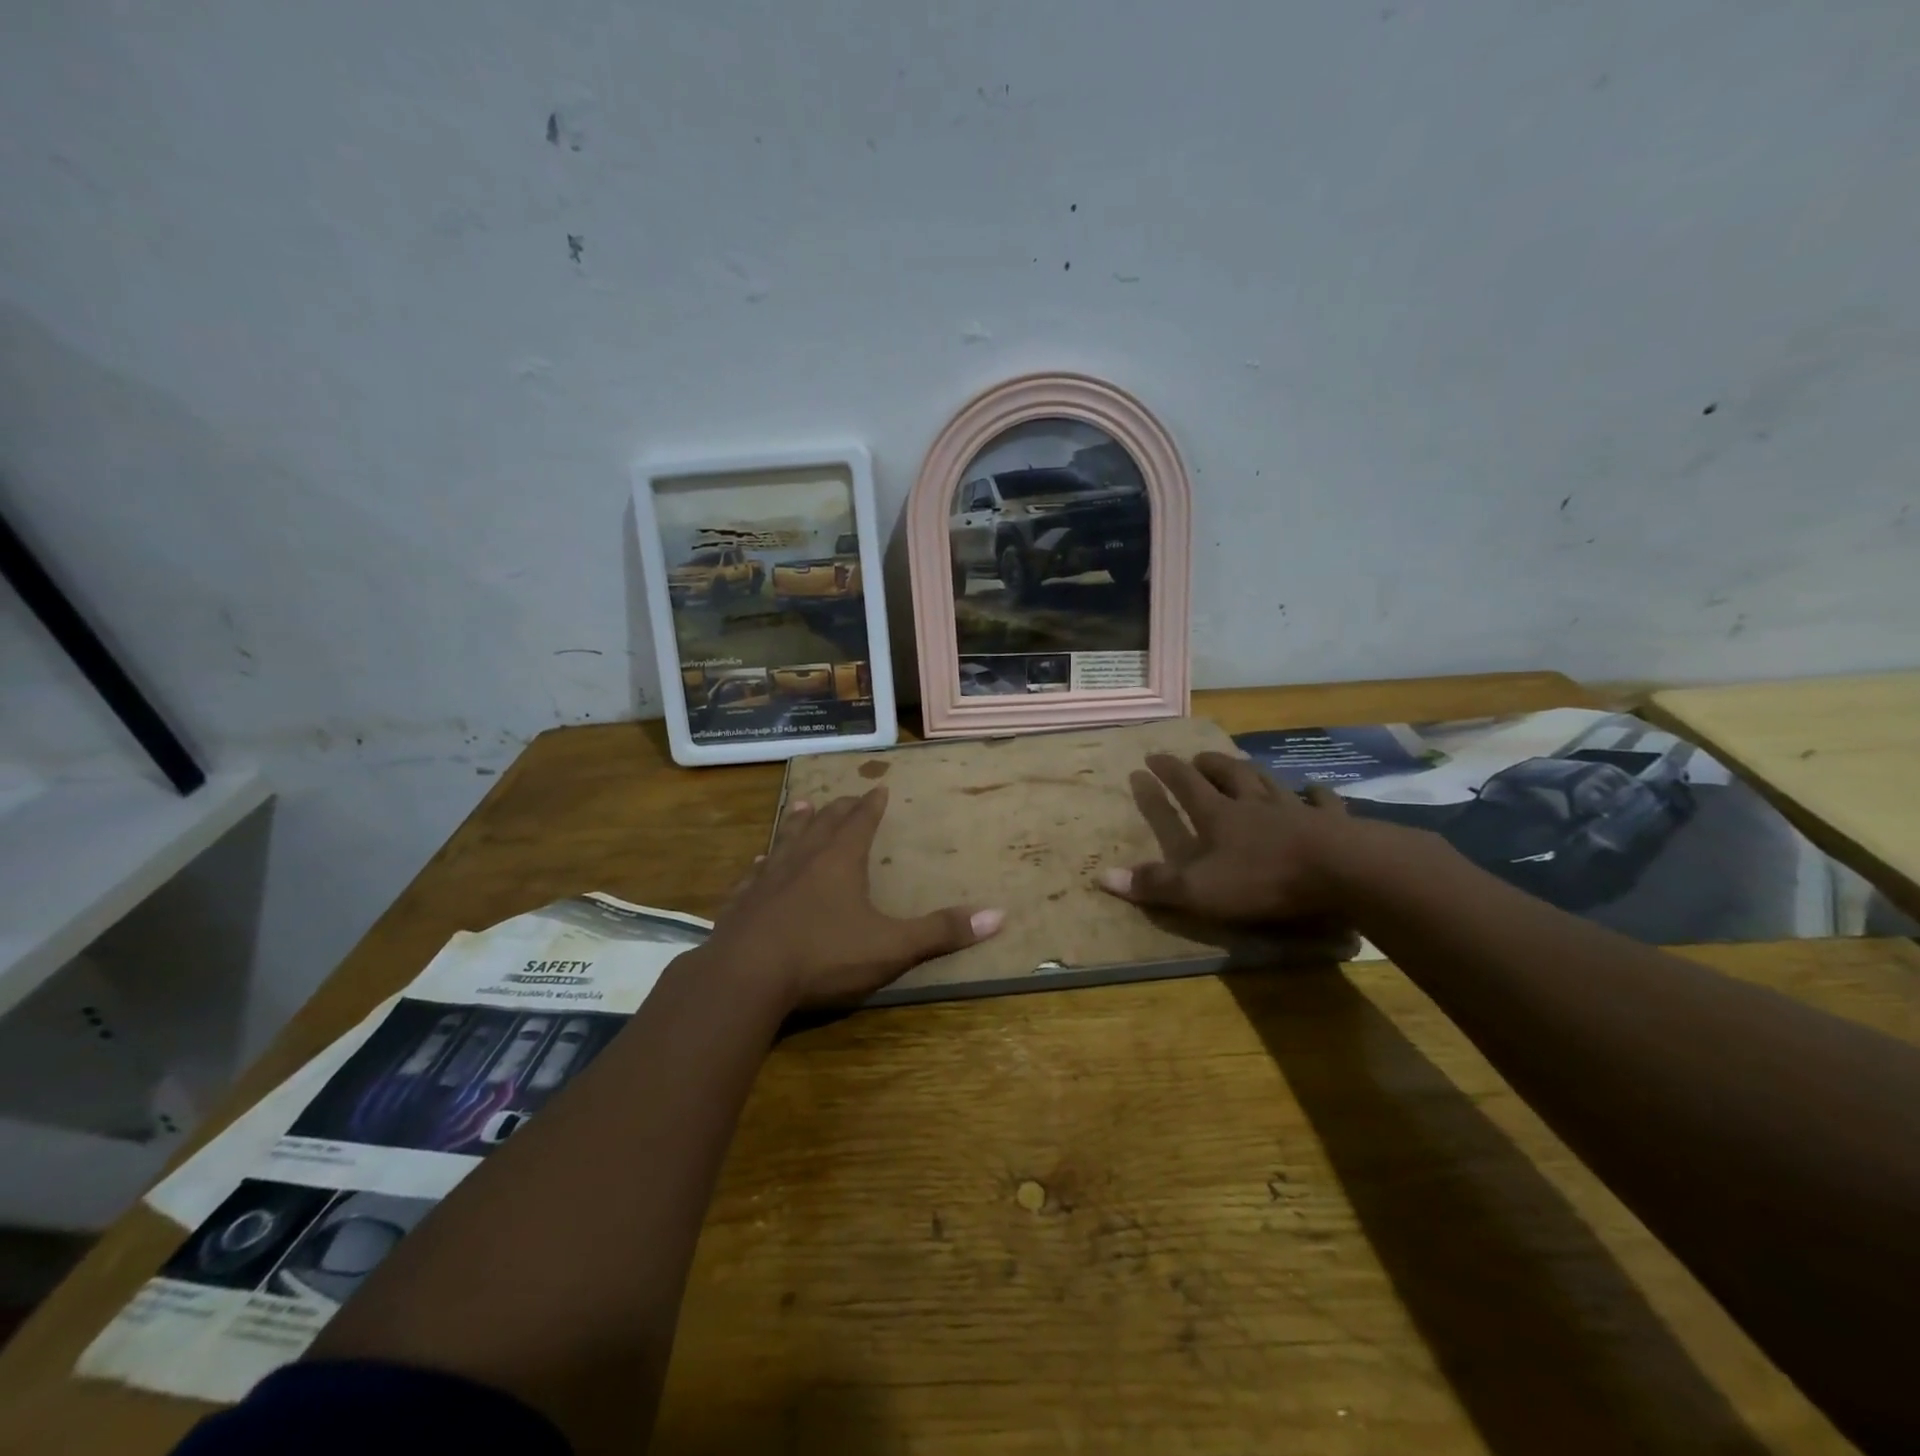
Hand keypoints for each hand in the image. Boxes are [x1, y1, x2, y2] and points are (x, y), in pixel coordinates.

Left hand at [702, 786, 1003, 1010]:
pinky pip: (753, 875)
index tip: (878, 787)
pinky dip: (762, 864)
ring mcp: (767, 879)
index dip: (872, 805)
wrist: (745, 977)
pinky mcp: (740, 903)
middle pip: (823, 824)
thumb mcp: (891, 946)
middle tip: (845, 796)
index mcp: (840, 861)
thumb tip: (998, 915)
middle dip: (838, 809)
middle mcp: (803, 859)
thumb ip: (940, 931)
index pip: (860, 822)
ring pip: (786, 840)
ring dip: (798, 823)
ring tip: (803, 806)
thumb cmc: (824, 955)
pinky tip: (758, 864)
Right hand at [1096, 752, 1355, 922]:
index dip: (1167, 771)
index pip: (1186, 786)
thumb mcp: (1199, 889)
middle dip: (1209, 764)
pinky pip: (1321, 801)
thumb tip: (1102, 876)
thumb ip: (1154, 884)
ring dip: (1252, 771)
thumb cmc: (1263, 880)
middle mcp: (1253, 804)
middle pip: (1228, 774)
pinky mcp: (1331, 822)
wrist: (1341, 872)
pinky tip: (1315, 788)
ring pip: (1268, 781)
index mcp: (1219, 817)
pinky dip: (1315, 794)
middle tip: (1198, 757)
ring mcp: (1294, 809)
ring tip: (1243, 765)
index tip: (1151, 757)